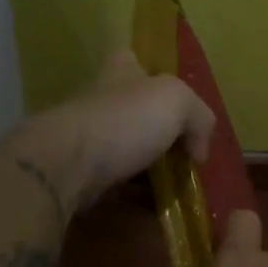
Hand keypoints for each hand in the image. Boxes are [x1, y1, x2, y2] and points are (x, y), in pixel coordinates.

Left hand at [16, 49, 215, 209]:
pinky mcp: (80, 173)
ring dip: (148, 167)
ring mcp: (87, 138)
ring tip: (176, 187)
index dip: (150, 73)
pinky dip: (134, 195)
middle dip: (158, 130)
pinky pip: (116, 183)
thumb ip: (199, 118)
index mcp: (121, 72)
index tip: (171, 99)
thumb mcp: (178, 103)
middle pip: (134, 109)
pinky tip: (154, 207)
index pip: (132, 59)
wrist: (67, 165)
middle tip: (185, 153)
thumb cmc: (125, 121)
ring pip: (126, 149)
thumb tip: (198, 150)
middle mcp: (101, 100)